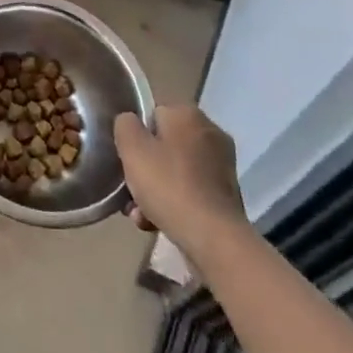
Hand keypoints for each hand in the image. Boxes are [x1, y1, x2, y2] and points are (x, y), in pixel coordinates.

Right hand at [114, 105, 249, 260]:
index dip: (136, 137)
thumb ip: (125, 125)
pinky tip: (158, 223)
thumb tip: (130, 122)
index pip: (152, 114)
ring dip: (156, 189)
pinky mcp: (226, 193)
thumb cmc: (169, 185)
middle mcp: (210, 132)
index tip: (127, 159)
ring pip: (175, 170)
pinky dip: (174, 202)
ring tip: (140, 214)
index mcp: (188, 114)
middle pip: (163, 144)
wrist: (213, 238)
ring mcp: (222, 164)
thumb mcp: (132, 148)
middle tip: (130, 189)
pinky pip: (191, 190)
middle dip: (145, 168)